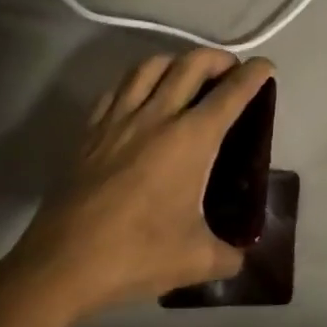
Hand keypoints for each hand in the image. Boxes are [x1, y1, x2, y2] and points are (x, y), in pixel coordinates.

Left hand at [1, 50, 272, 321]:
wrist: (60, 267)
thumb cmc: (135, 256)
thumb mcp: (195, 260)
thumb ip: (228, 255)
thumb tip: (241, 257)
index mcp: (191, 139)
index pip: (232, 92)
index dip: (254, 73)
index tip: (266, 68)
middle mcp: (158, 116)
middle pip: (192, 63)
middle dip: (218, 58)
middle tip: (229, 72)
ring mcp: (119, 120)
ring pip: (151, 66)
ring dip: (177, 61)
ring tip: (186, 76)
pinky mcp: (90, 131)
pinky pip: (118, 88)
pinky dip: (139, 80)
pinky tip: (142, 96)